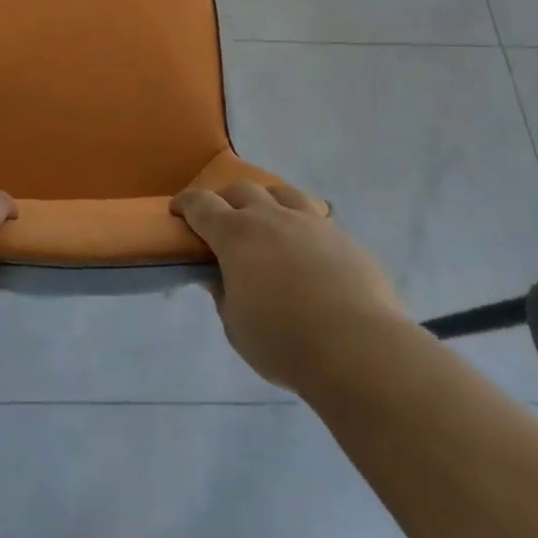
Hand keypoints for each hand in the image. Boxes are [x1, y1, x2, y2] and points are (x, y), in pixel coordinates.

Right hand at [172, 180, 404, 393]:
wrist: (359, 348)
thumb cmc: (284, 342)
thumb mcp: (237, 326)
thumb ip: (224, 295)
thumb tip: (221, 277)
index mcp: (236, 235)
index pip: (202, 205)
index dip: (186, 204)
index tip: (178, 210)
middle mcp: (271, 217)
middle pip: (241, 190)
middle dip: (225, 199)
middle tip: (221, 218)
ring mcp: (311, 222)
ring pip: (282, 192)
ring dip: (266, 200)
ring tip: (266, 219)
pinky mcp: (342, 237)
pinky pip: (315, 218)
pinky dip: (300, 225)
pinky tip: (305, 249)